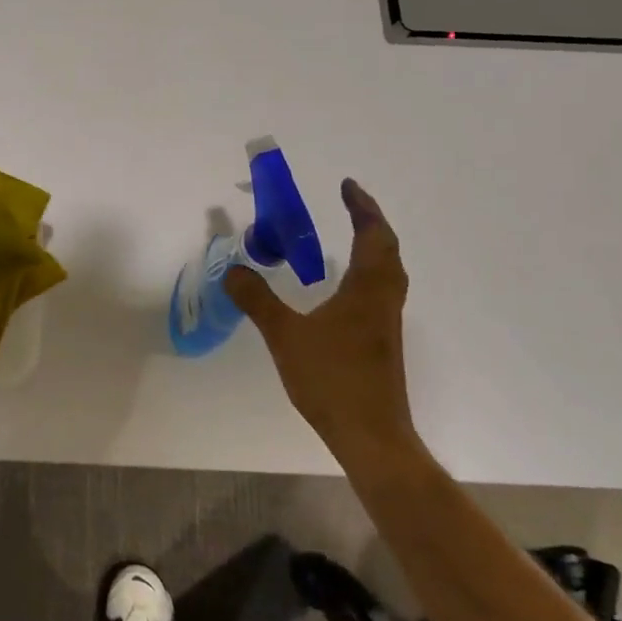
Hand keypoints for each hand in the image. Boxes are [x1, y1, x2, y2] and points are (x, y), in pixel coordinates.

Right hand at [224, 179, 416, 463]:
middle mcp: (383, 299)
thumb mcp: (285, 335)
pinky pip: (380, 290)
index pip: (371, 236)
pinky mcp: (382, 341)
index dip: (361, 208)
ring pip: (388, 271)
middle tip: (350, 203)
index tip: (347, 185)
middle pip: (387, 249)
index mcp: (366, 289)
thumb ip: (258, 300)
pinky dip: (368, 271)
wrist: (371, 435)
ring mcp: (386, 322)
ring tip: (351, 235)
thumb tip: (233, 269)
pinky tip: (345, 286)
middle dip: (370, 222)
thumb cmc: (332, 379)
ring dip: (374, 246)